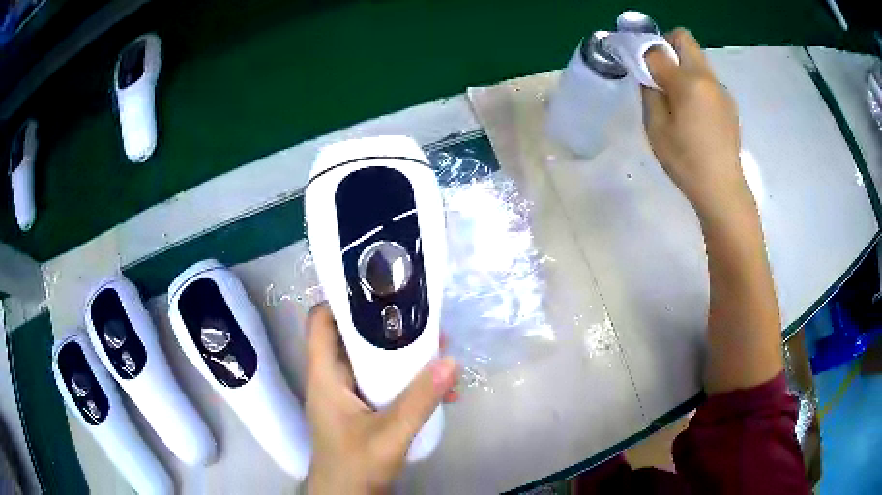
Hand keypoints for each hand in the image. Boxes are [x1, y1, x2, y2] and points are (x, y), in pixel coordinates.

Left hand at [304, 304, 458, 493]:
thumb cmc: (355, 465)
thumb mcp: (389, 435)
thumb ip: (419, 401)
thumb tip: (451, 361)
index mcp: (325, 375)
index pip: (320, 322)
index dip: (342, 301)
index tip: (378, 291)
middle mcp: (332, 378)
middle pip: (352, 337)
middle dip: (388, 327)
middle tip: (424, 321)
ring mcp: (347, 395)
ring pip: (371, 361)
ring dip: (403, 356)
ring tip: (440, 353)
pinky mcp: (361, 409)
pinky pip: (382, 384)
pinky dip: (405, 381)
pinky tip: (438, 391)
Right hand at [641, 29, 753, 222]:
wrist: (722, 189)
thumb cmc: (686, 161)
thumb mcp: (656, 128)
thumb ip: (650, 92)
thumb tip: (650, 74)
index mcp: (688, 81)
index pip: (658, 48)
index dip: (642, 51)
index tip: (637, 65)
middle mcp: (707, 77)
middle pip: (684, 39)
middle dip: (666, 46)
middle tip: (659, 72)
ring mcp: (721, 90)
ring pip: (697, 59)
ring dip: (683, 67)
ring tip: (678, 100)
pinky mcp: (729, 103)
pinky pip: (707, 80)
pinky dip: (696, 85)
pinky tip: (695, 115)